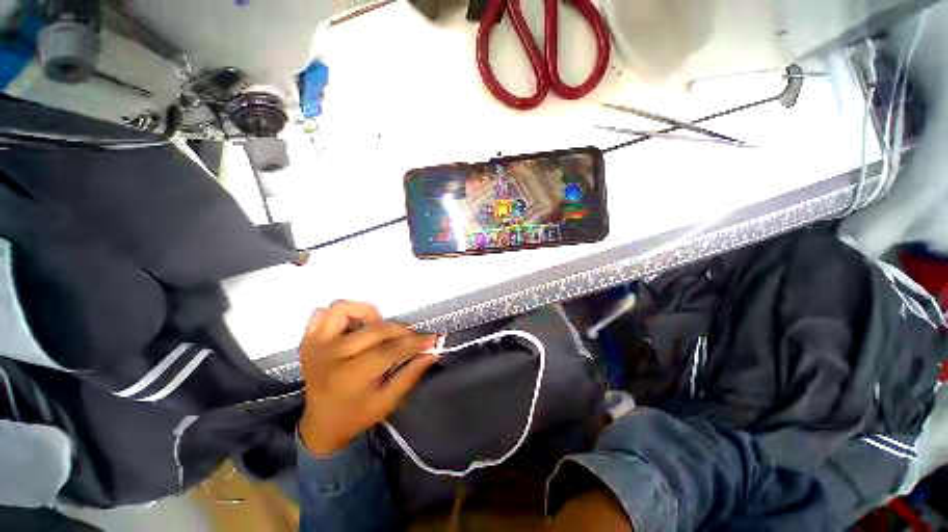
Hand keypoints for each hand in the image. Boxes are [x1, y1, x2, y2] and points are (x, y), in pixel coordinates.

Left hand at [297, 301, 439, 455]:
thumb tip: (432, 353)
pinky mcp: (309, 339)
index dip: (414, 343)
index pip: (390, 350)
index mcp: (350, 377)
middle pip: (374, 330)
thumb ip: (410, 375)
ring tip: (379, 327)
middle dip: (400, 331)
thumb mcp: (387, 402)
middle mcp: (331, 356)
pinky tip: (355, 326)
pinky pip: (323, 313)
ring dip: (367, 313)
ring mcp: (316, 344)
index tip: (432, 338)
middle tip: (412, 337)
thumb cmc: (355, 416)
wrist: (319, 424)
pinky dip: (342, 314)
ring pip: (344, 309)